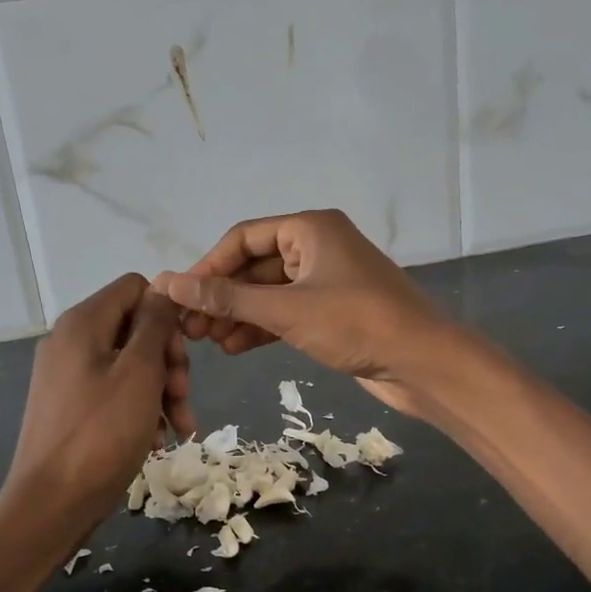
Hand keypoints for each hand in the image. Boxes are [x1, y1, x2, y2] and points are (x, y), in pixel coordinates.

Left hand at [0, 275, 193, 536]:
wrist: (51, 504)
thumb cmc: (101, 435)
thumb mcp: (140, 373)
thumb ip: (156, 324)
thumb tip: (166, 288)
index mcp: (83, 323)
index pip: (136, 288)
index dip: (167, 314)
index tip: (181, 354)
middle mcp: (70, 341)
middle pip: (136, 328)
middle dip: (169, 362)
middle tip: (182, 397)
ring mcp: (67, 375)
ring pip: (130, 364)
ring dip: (162, 391)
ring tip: (179, 427)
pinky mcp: (69, 406)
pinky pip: (114, 391)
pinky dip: (140, 409)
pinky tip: (157, 440)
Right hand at [150, 210, 453, 416]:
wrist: (422, 363)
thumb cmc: (356, 323)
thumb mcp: (285, 310)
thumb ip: (226, 299)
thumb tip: (168, 283)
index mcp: (310, 228)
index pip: (243, 237)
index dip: (208, 266)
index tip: (180, 297)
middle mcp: (317, 247)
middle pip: (255, 265)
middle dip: (222, 297)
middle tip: (189, 328)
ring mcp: (327, 280)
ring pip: (270, 293)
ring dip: (238, 315)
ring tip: (207, 343)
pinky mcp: (333, 312)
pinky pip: (287, 313)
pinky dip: (261, 328)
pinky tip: (234, 348)